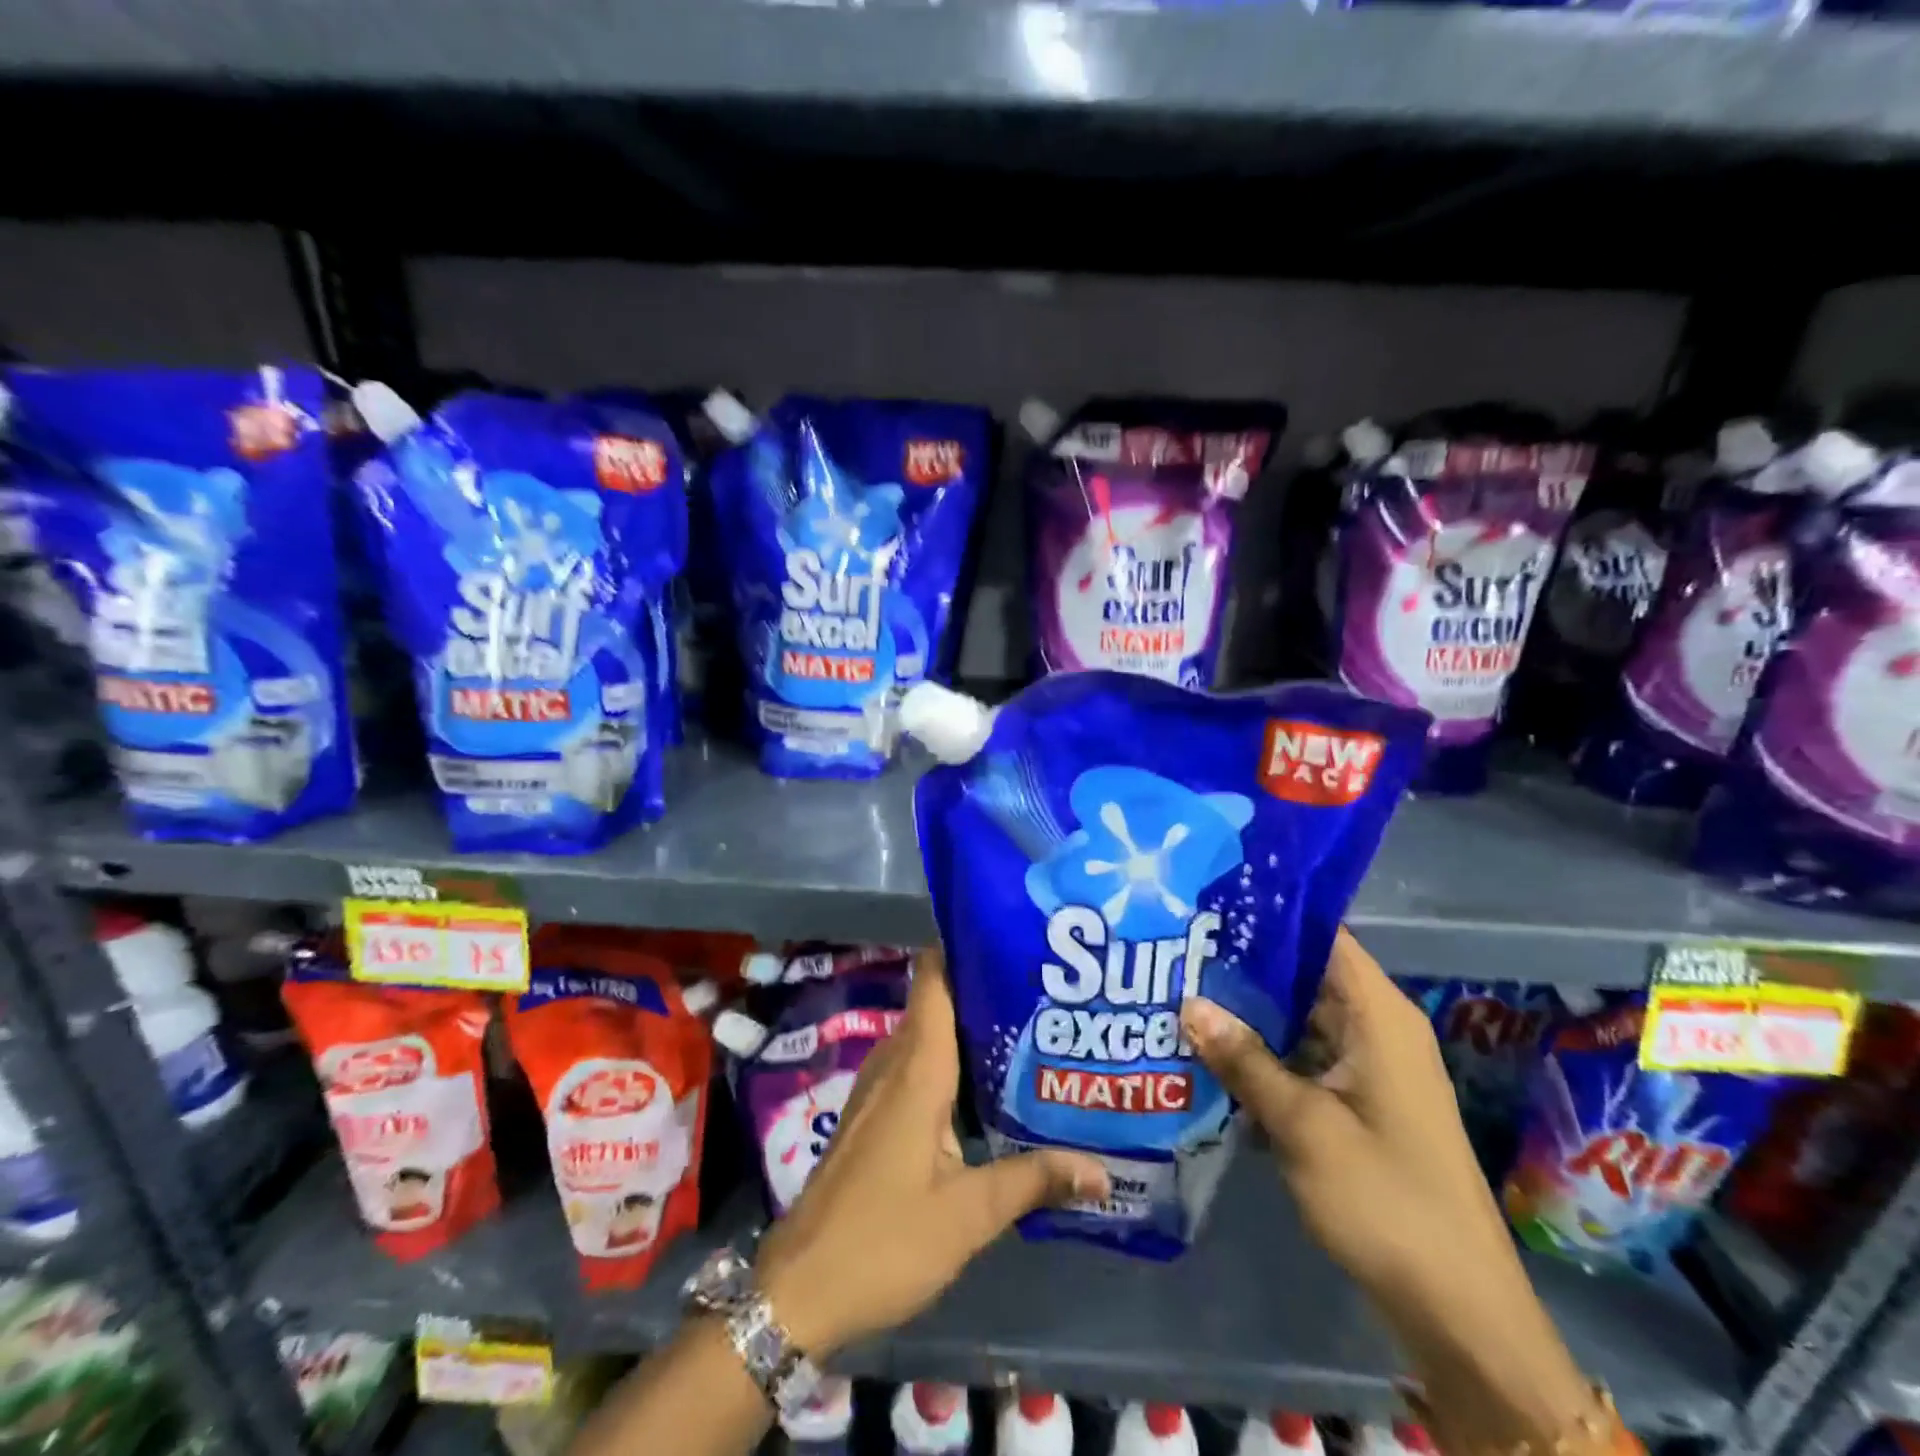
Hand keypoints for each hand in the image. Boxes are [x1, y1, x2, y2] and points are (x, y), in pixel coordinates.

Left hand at [757, 948, 1109, 1358]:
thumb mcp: (968, 1215)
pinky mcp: (876, 1115)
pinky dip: (953, 1061)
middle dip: (985, 989)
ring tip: (1030, 1028)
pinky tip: (989, 1086)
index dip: (965, 947)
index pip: (933, 978)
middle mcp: (895, 1064)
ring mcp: (880, 1089)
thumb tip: (1102, 1168)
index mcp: (917, 1068)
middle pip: (939, 1002)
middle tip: (1043, 988)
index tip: (1013, 938)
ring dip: (970, 1028)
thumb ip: (1033, 1181)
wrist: (800, 1288)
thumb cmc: (884, 1239)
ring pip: (929, 1036)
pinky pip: (919, 1066)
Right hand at [1180, 928, 1504, 1303]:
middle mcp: (1378, 1029)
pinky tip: (1212, 1050)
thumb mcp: (1303, 1125)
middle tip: (1178, 949)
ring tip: (1182, 990)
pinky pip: (1304, 1056)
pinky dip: (1265, 1051)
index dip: (1269, 916)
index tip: (1209, 905)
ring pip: (1300, 1018)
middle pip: (1306, 974)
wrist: (1458, 1310)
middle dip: (1245, 964)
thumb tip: (1188, 1003)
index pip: (1323, 936)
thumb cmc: (1386, 1199)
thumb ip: (1244, 1060)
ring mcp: (1370, 1068)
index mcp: (1380, 1016)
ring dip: (1249, 1012)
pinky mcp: (1359, 1102)